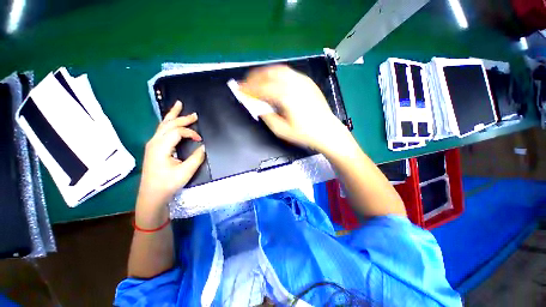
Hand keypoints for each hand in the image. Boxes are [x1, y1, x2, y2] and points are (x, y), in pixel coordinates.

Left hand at [136, 101, 204, 221]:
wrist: (152, 195)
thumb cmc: (168, 184)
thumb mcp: (185, 171)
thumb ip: (196, 157)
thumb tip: (203, 147)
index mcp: (160, 147)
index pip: (177, 132)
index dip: (191, 133)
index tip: (200, 140)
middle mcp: (154, 142)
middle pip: (168, 124)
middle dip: (182, 118)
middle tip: (195, 115)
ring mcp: (152, 144)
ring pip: (162, 125)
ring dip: (173, 116)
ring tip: (179, 106)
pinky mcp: (153, 148)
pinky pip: (161, 130)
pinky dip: (168, 122)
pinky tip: (171, 121)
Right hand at [239, 65, 348, 152]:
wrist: (327, 131)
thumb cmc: (304, 134)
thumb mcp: (282, 130)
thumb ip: (267, 116)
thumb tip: (257, 106)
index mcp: (286, 96)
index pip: (262, 88)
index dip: (248, 88)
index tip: (239, 89)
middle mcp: (294, 84)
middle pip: (269, 74)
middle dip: (255, 77)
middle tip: (246, 83)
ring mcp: (302, 81)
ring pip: (279, 70)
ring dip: (265, 73)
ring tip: (257, 80)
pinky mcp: (308, 82)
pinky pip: (289, 73)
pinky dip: (277, 74)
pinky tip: (274, 80)